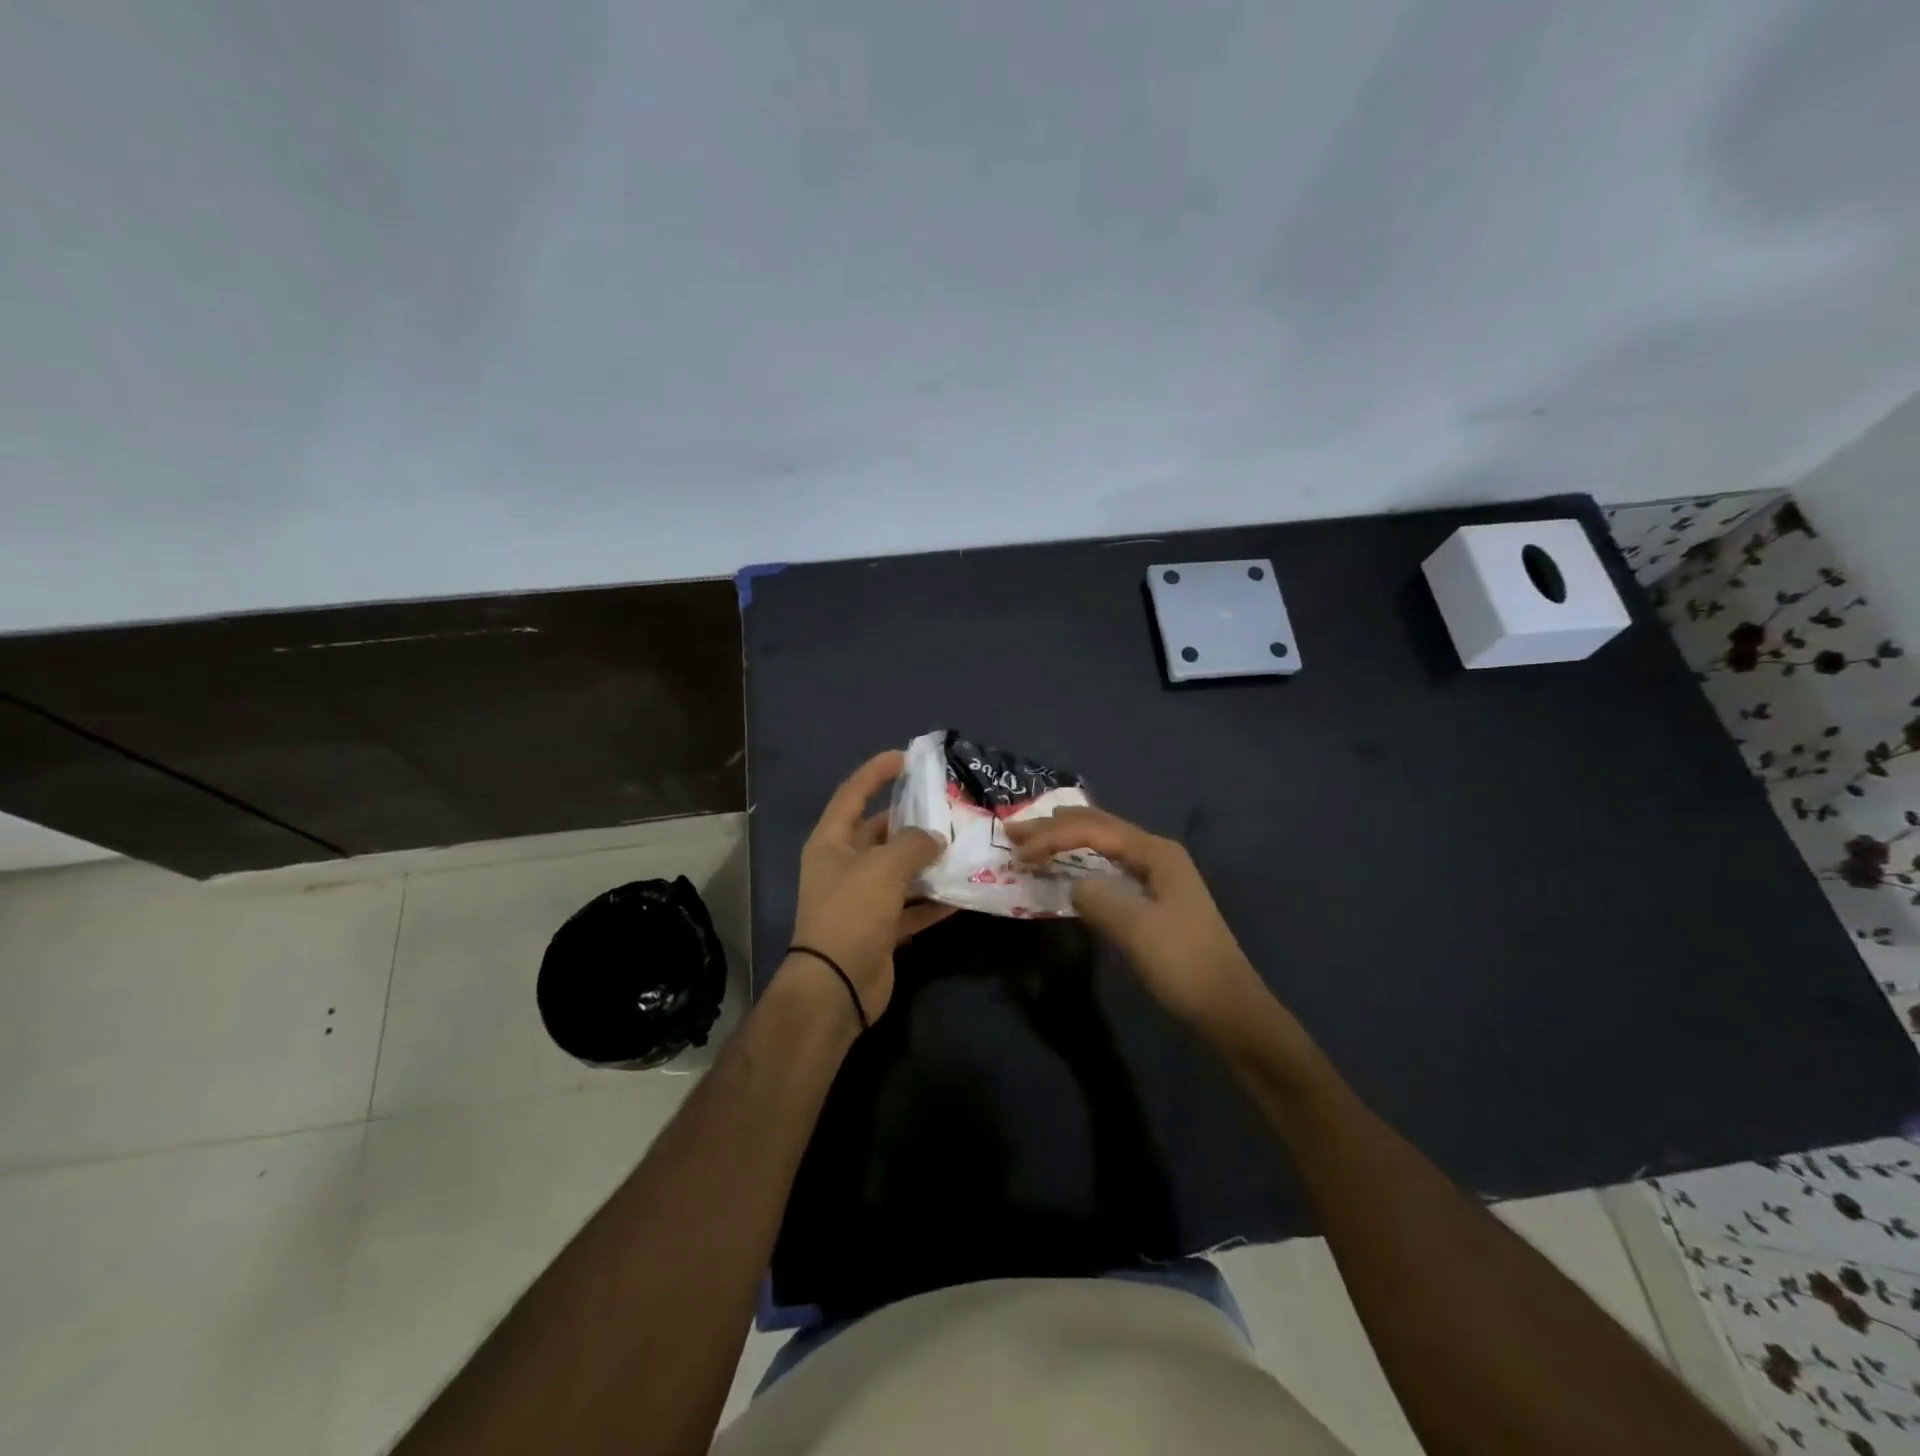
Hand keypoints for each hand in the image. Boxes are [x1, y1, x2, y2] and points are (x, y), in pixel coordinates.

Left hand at [787, 750, 954, 1026]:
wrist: (837, 986)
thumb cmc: (851, 913)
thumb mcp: (882, 868)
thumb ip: (912, 844)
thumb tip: (934, 837)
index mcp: (832, 842)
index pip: (853, 794)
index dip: (876, 772)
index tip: (907, 757)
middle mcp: (844, 866)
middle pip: (880, 832)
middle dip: (912, 820)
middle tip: (949, 806)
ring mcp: (862, 899)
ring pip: (899, 870)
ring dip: (927, 861)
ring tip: (963, 844)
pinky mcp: (880, 928)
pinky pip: (911, 906)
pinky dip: (932, 901)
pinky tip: (962, 893)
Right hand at [1006, 806, 1289, 1050]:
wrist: (1226, 1006)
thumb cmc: (1182, 963)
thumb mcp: (1135, 928)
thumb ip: (1098, 897)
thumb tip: (1075, 885)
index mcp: (1156, 852)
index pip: (1094, 830)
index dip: (1053, 836)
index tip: (1018, 852)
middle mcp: (1158, 854)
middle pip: (1099, 828)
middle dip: (1056, 827)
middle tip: (1016, 832)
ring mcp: (1159, 875)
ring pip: (1105, 845)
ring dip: (1068, 840)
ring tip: (1035, 839)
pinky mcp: (1155, 898)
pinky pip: (1110, 866)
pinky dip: (1083, 861)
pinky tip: (1070, 866)